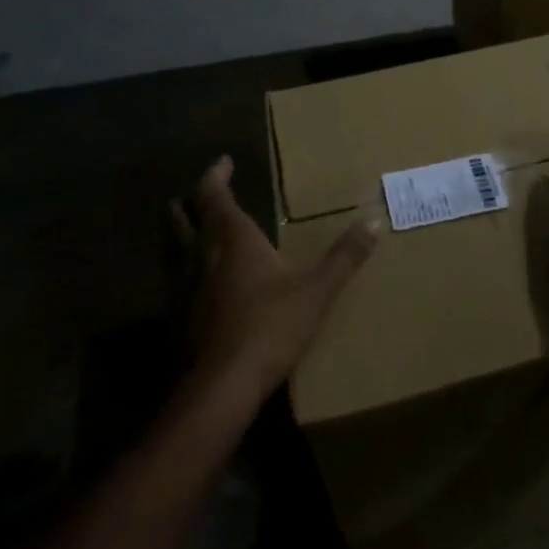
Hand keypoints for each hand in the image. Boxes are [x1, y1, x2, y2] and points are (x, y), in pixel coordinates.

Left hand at [171, 157, 379, 398]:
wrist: (222, 386)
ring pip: (173, 246)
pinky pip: (174, 278)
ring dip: (182, 231)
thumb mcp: (317, 291)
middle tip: (205, 192)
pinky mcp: (176, 316)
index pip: (214, 195)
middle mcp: (201, 255)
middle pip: (184, 216)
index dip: (216, 175)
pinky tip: (198, 282)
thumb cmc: (270, 328)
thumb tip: (375, 221)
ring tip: (196, 228)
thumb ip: (345, 256)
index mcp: (233, 239)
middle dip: (192, 200)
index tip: (224, 162)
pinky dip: (182, 267)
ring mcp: (182, 287)